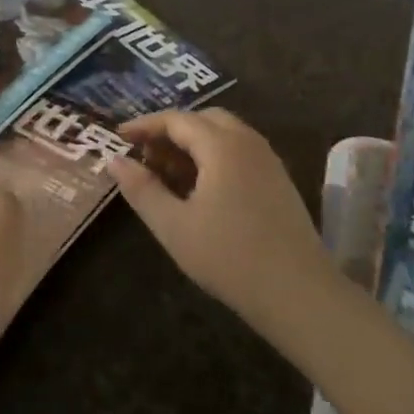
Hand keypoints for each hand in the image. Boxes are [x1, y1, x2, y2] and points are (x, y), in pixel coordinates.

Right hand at [107, 109, 331, 332]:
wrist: (299, 293)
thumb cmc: (229, 257)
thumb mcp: (173, 226)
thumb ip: (142, 189)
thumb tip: (115, 161)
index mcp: (222, 145)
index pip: (176, 120)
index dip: (144, 125)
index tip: (118, 137)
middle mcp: (248, 142)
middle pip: (203, 119)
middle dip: (171, 131)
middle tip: (146, 156)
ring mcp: (268, 160)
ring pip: (224, 135)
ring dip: (193, 144)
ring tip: (168, 174)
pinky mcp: (279, 181)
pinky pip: (239, 152)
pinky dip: (214, 157)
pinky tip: (200, 190)